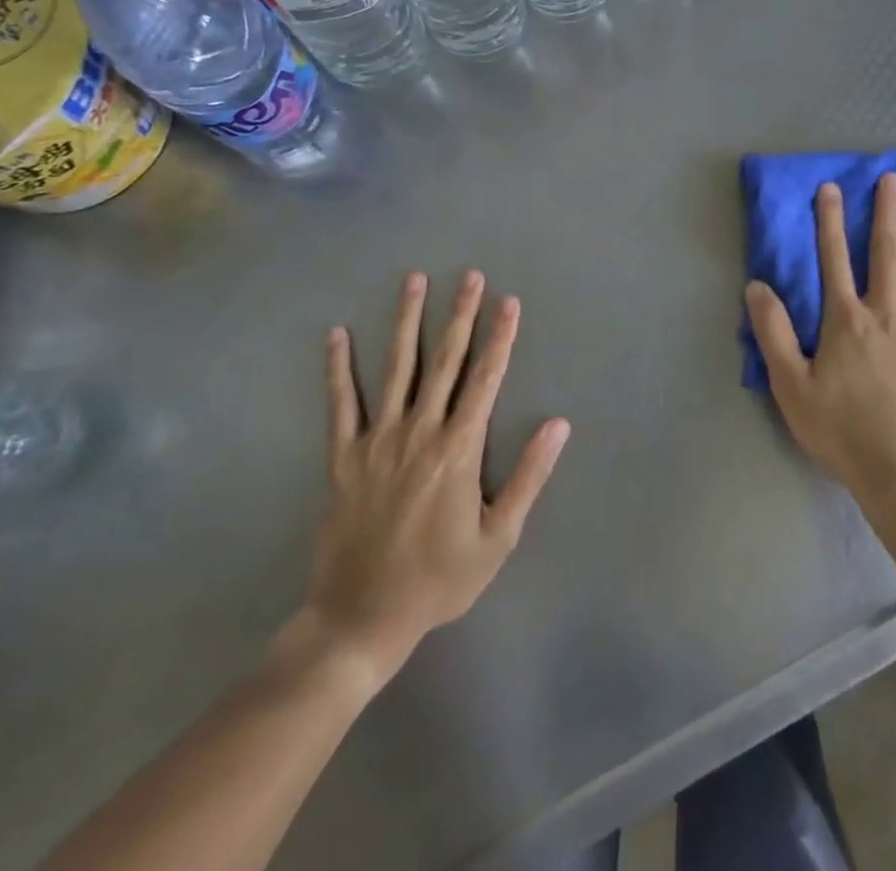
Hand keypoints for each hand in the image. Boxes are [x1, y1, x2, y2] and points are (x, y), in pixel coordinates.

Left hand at [292, 270, 569, 692]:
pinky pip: (340, 404)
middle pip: (445, 361)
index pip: (486, 378)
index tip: (509, 302)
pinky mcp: (343, 456)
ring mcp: (377, 440)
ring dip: (406, 321)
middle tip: (469, 275)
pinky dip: (338, 367)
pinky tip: (337, 334)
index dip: (500, 337)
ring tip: (414, 281)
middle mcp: (419, 432)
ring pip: (396, 368)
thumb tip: (558, 424)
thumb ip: (528, 476)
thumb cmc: (439, 579)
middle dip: (460, 314)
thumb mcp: (498, 537)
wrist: (361, 619)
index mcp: (459, 449)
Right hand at [745, 174, 895, 503]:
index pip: (833, 260)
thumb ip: (773, 333)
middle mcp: (885, 315)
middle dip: (887, 213)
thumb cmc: (839, 430)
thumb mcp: (790, 386)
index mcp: (845, 321)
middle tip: (894, 177)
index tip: (831, 187)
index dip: (829, 221)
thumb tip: (757, 285)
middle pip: (886, 254)